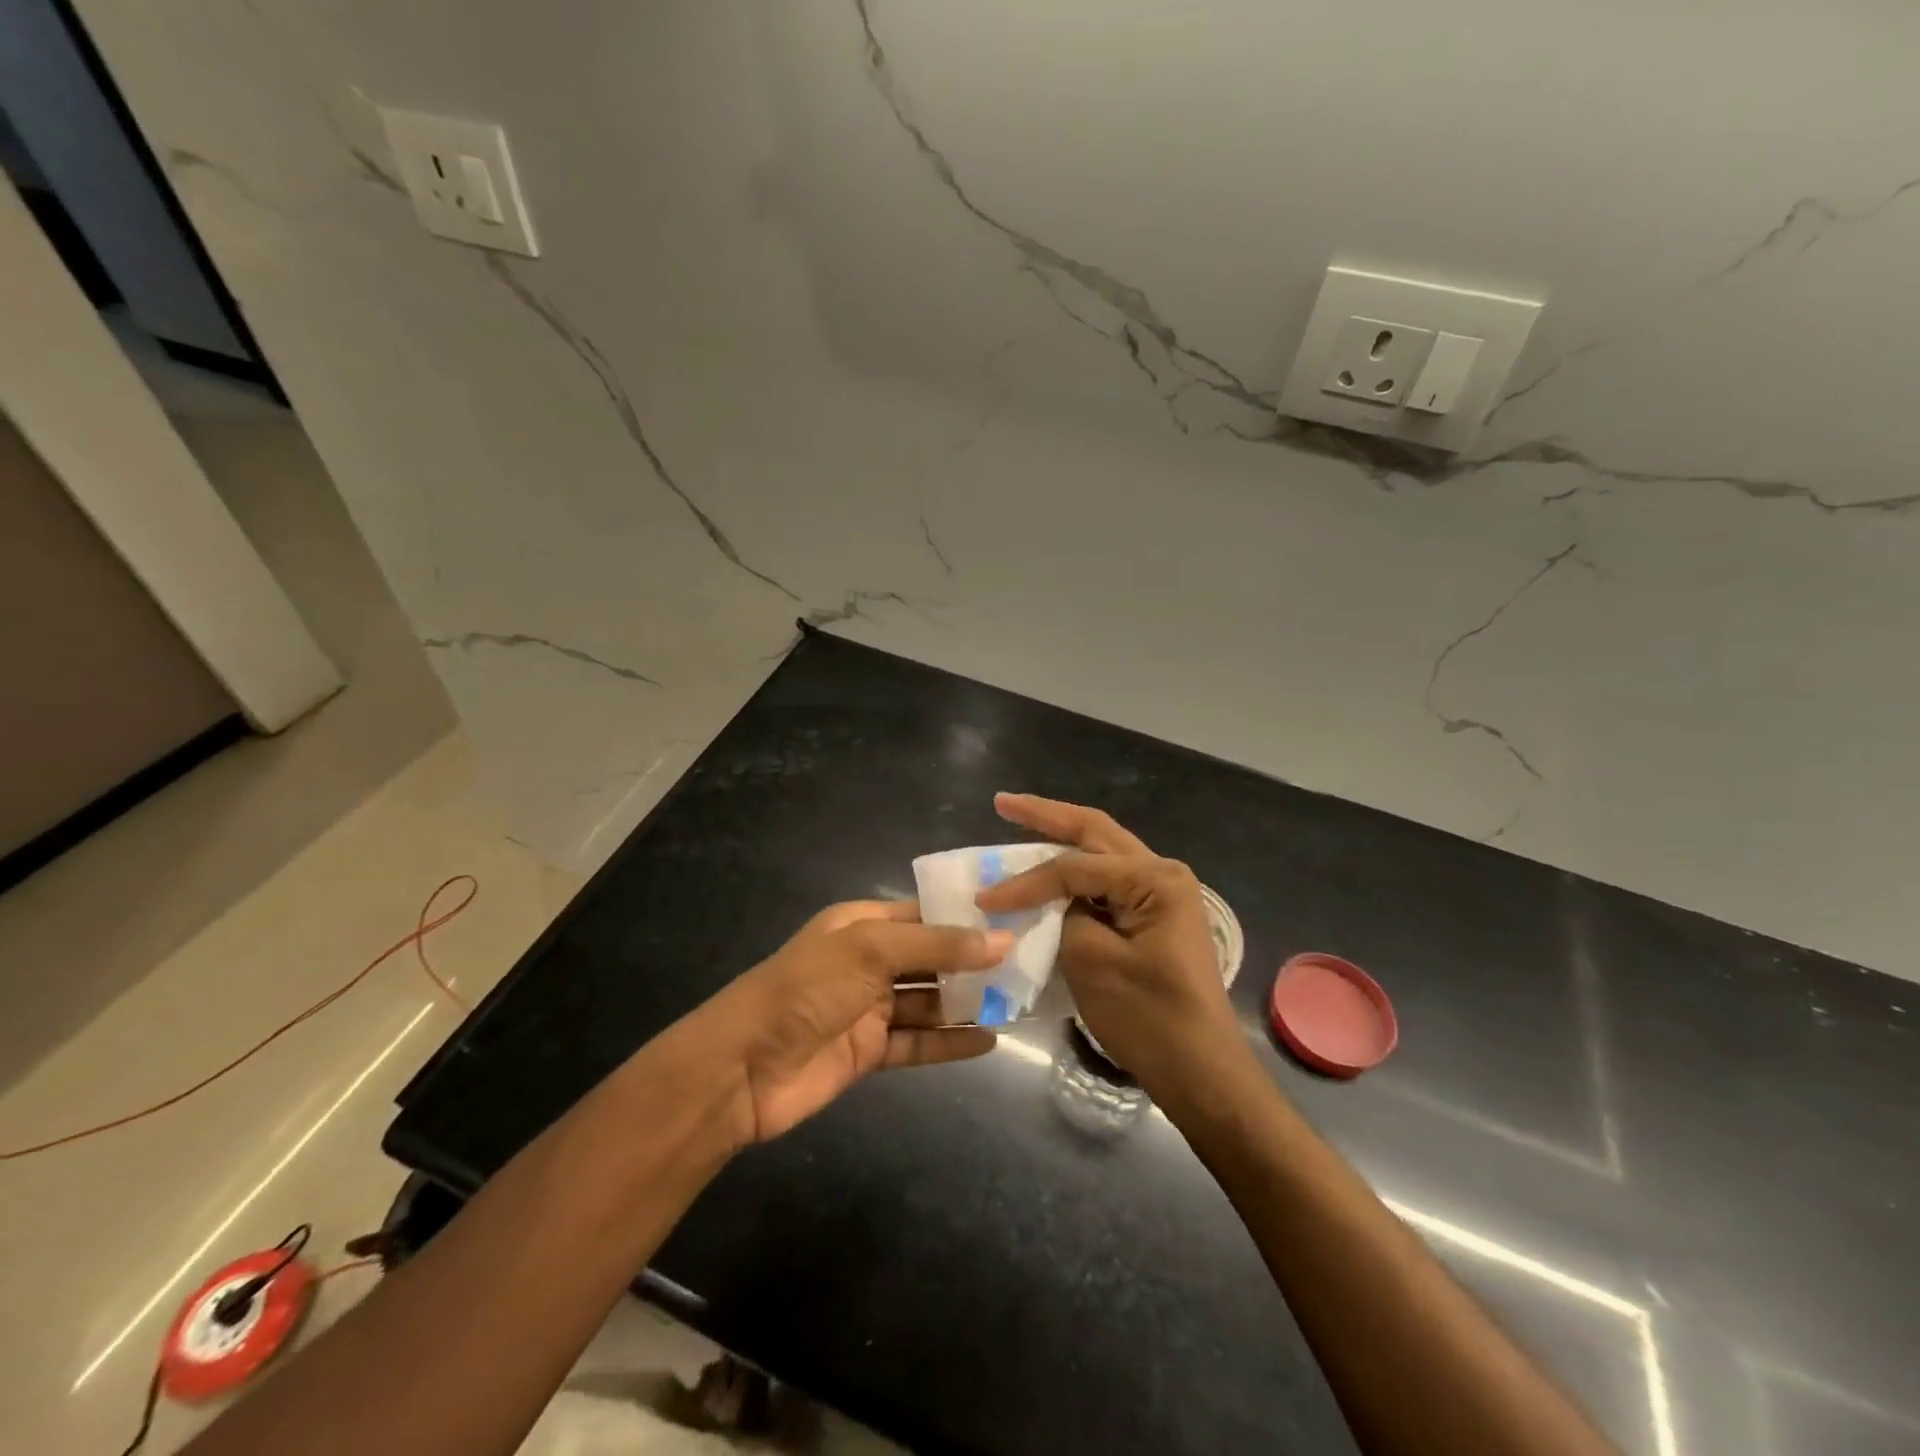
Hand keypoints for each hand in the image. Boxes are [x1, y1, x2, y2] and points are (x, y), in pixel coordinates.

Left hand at [703, 901, 1007, 1145]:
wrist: (743, 1068)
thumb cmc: (807, 989)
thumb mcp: (871, 951)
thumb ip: (937, 946)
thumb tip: (1002, 940)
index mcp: (863, 924)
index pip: (924, 913)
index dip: (967, 917)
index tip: (1016, 919)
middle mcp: (868, 961)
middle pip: (931, 958)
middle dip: (974, 961)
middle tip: (1030, 963)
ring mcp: (869, 1008)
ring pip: (929, 1001)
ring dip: (968, 1002)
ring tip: (1019, 1001)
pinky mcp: (869, 1052)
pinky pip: (918, 1043)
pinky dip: (950, 1042)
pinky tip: (990, 1041)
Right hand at [976, 793, 1240, 1094]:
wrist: (1202, 1074)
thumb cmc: (1150, 1018)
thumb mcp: (1092, 962)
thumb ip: (1064, 916)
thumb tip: (1050, 902)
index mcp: (1155, 878)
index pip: (1074, 866)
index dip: (1025, 881)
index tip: (984, 900)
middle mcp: (1163, 873)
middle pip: (1095, 832)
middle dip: (1047, 815)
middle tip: (1003, 802)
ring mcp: (1162, 895)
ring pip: (1102, 853)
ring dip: (1061, 838)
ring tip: (1020, 821)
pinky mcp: (1154, 918)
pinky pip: (1108, 883)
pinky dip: (1075, 874)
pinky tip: (1050, 868)